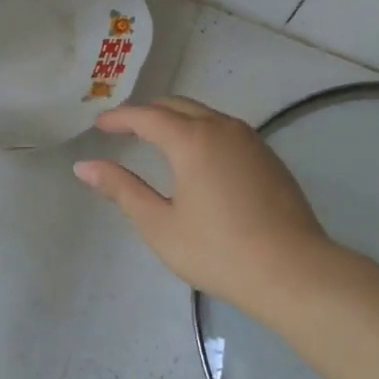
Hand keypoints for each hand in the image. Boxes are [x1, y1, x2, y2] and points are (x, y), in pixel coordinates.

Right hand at [73, 97, 341, 313]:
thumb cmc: (218, 251)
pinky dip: (202, 132)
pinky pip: (227, 130)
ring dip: (177, 120)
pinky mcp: (269, 158)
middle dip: (147, 113)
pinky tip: (198, 158)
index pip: (147, 116)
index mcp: (192, 140)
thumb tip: (85, 166)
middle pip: (178, 106)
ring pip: (206, 115)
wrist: (293, 271)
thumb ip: (122, 189)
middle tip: (123, 130)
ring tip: (156, 140)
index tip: (99, 125)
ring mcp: (251, 141)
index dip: (119, 118)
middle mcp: (223, 128)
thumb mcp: (160, 224)